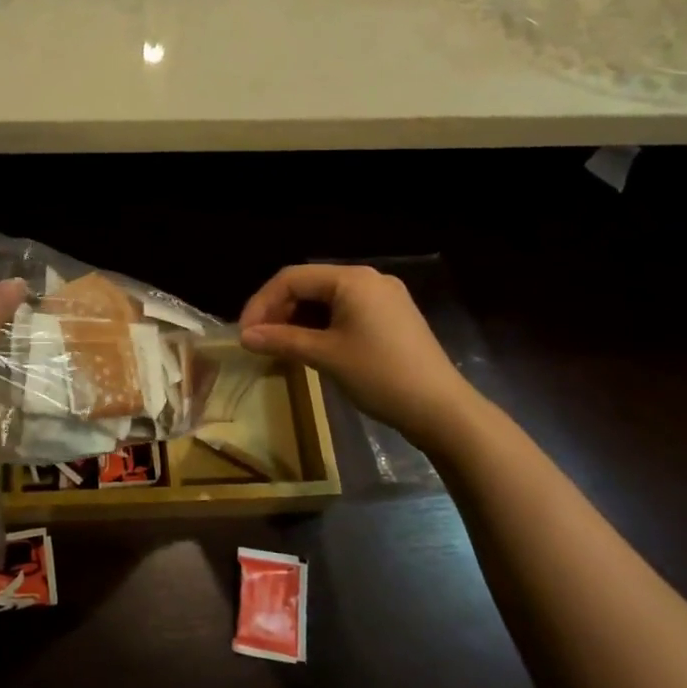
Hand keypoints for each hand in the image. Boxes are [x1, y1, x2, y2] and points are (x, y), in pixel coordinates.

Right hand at [239, 264, 479, 440]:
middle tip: (259, 341)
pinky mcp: (392, 317)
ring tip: (280, 347)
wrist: (442, 410)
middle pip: (310, 285)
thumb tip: (245, 337)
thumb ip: (282, 340)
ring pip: (327, 300)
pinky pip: (346, 312)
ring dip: (299, 320)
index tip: (244, 333)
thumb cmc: (380, 375)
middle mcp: (368, 279)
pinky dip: (322, 326)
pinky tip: (311, 347)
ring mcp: (384, 298)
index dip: (262, 303)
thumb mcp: (326, 356)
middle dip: (279, 311)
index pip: (292, 278)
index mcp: (352, 279)